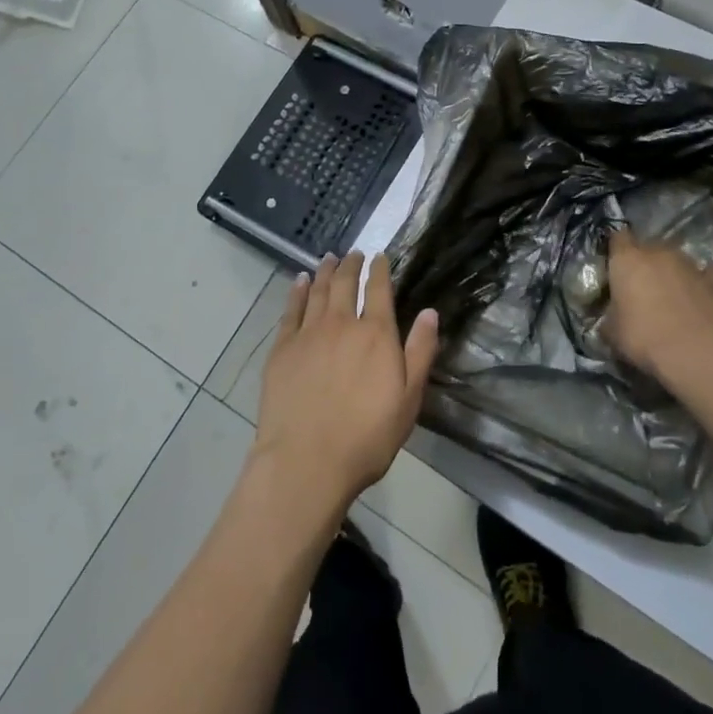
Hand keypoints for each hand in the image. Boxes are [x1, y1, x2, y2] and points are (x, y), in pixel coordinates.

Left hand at [252, 252, 439, 513]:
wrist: (306, 460)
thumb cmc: (366, 436)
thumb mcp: (408, 400)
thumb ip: (420, 352)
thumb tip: (430, 312)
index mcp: (376, 334)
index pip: (379, 290)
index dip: (380, 270)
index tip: (380, 256)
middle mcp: (341, 323)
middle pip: (346, 283)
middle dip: (352, 265)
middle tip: (354, 253)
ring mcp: (308, 333)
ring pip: (318, 290)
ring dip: (325, 271)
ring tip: (329, 258)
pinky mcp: (282, 347)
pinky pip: (291, 309)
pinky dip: (297, 291)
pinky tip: (300, 282)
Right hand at [605, 228, 712, 379]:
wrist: (694, 352)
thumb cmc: (642, 336)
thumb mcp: (611, 331)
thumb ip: (608, 317)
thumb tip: (609, 319)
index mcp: (626, 259)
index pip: (617, 237)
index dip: (615, 248)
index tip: (614, 264)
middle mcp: (657, 252)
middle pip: (648, 246)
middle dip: (644, 261)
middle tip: (640, 285)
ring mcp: (688, 264)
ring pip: (676, 258)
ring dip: (671, 270)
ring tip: (669, 293)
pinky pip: (704, 273)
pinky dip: (699, 280)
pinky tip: (696, 294)